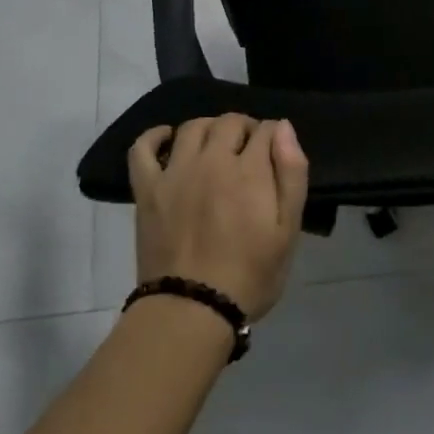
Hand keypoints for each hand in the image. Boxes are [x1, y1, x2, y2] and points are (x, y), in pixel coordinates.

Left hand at [129, 115, 308, 320]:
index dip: (275, 136)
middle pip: (230, 122)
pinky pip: (142, 149)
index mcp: (249, 170)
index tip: (276, 155)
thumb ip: (291, 174)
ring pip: (193, 127)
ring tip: (216, 147)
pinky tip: (167, 139)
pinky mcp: (147, 190)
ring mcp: (175, 173)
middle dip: (246, 128)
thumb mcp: (288, 230)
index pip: (267, 129)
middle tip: (250, 152)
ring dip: (210, 128)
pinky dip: (154, 136)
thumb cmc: (250, 274)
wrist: (192, 311)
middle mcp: (212, 160)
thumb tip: (283, 128)